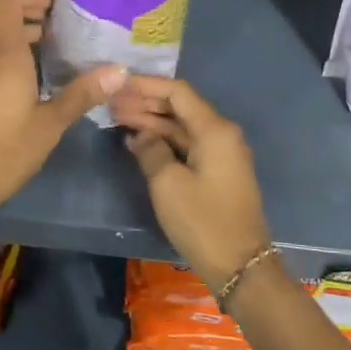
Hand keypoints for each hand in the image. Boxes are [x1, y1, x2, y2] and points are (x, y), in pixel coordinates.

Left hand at [0, 0, 125, 220]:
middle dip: (20, 5)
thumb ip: (82, 93)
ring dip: (12, 27)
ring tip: (49, 45)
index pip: (5, 0)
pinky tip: (30, 73)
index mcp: (1, 54)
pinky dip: (3, 47)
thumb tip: (120, 71)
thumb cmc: (4, 152)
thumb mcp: (50, 125)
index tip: (59, 5)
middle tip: (53, 20)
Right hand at [111, 76, 271, 291]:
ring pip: (182, 126)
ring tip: (117, 117)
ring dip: (152, 121)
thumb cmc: (203, 221)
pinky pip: (187, 144)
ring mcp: (221, 153)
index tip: (117, 83)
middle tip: (110, 102)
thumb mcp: (168, 184)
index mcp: (214, 129)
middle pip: (180, 107)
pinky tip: (138, 141)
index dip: (146, 85)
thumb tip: (140, 135)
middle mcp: (222, 134)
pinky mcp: (217, 171)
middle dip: (145, 102)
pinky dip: (163, 140)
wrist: (240, 266)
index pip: (178, 92)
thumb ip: (150, 150)